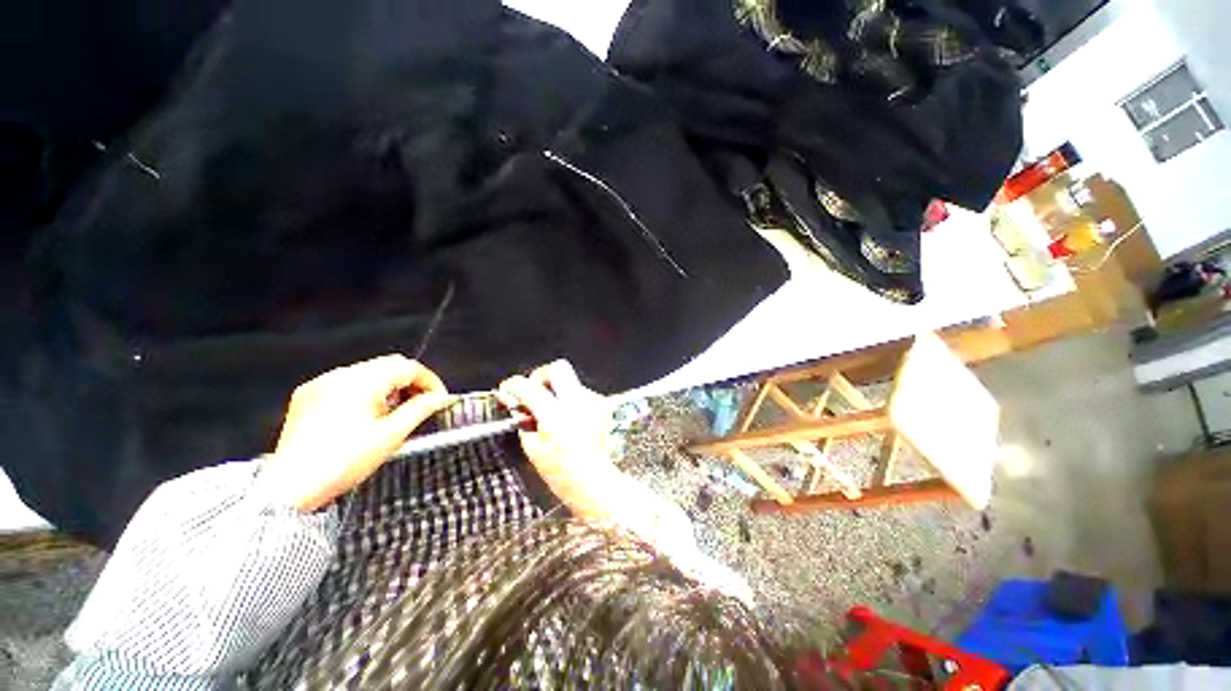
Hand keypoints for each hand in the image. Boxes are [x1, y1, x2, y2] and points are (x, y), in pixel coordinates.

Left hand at [262, 355, 450, 511]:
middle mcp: (339, 375)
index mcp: (360, 382)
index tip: (440, 399)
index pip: (408, 367)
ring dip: (390, 386)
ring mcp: (321, 383)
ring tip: (395, 413)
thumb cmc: (344, 462)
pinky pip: (348, 382)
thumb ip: (421, 409)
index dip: (430, 381)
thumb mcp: (391, 435)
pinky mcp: (309, 394)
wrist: (290, 488)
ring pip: (370, 372)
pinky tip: (368, 414)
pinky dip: (367, 391)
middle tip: (422, 404)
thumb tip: (441, 398)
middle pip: (389, 365)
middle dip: (411, 382)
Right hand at [498, 360, 615, 512]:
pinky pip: (581, 393)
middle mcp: (577, 402)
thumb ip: (524, 422)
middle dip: (541, 376)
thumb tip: (519, 405)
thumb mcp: (533, 449)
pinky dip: (570, 400)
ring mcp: (593, 402)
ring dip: (557, 391)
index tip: (507, 390)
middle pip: (558, 368)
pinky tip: (569, 419)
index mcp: (556, 415)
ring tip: (553, 413)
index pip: (530, 387)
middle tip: (534, 393)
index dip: (514, 385)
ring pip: (571, 381)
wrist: (595, 481)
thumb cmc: (561, 472)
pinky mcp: (602, 406)